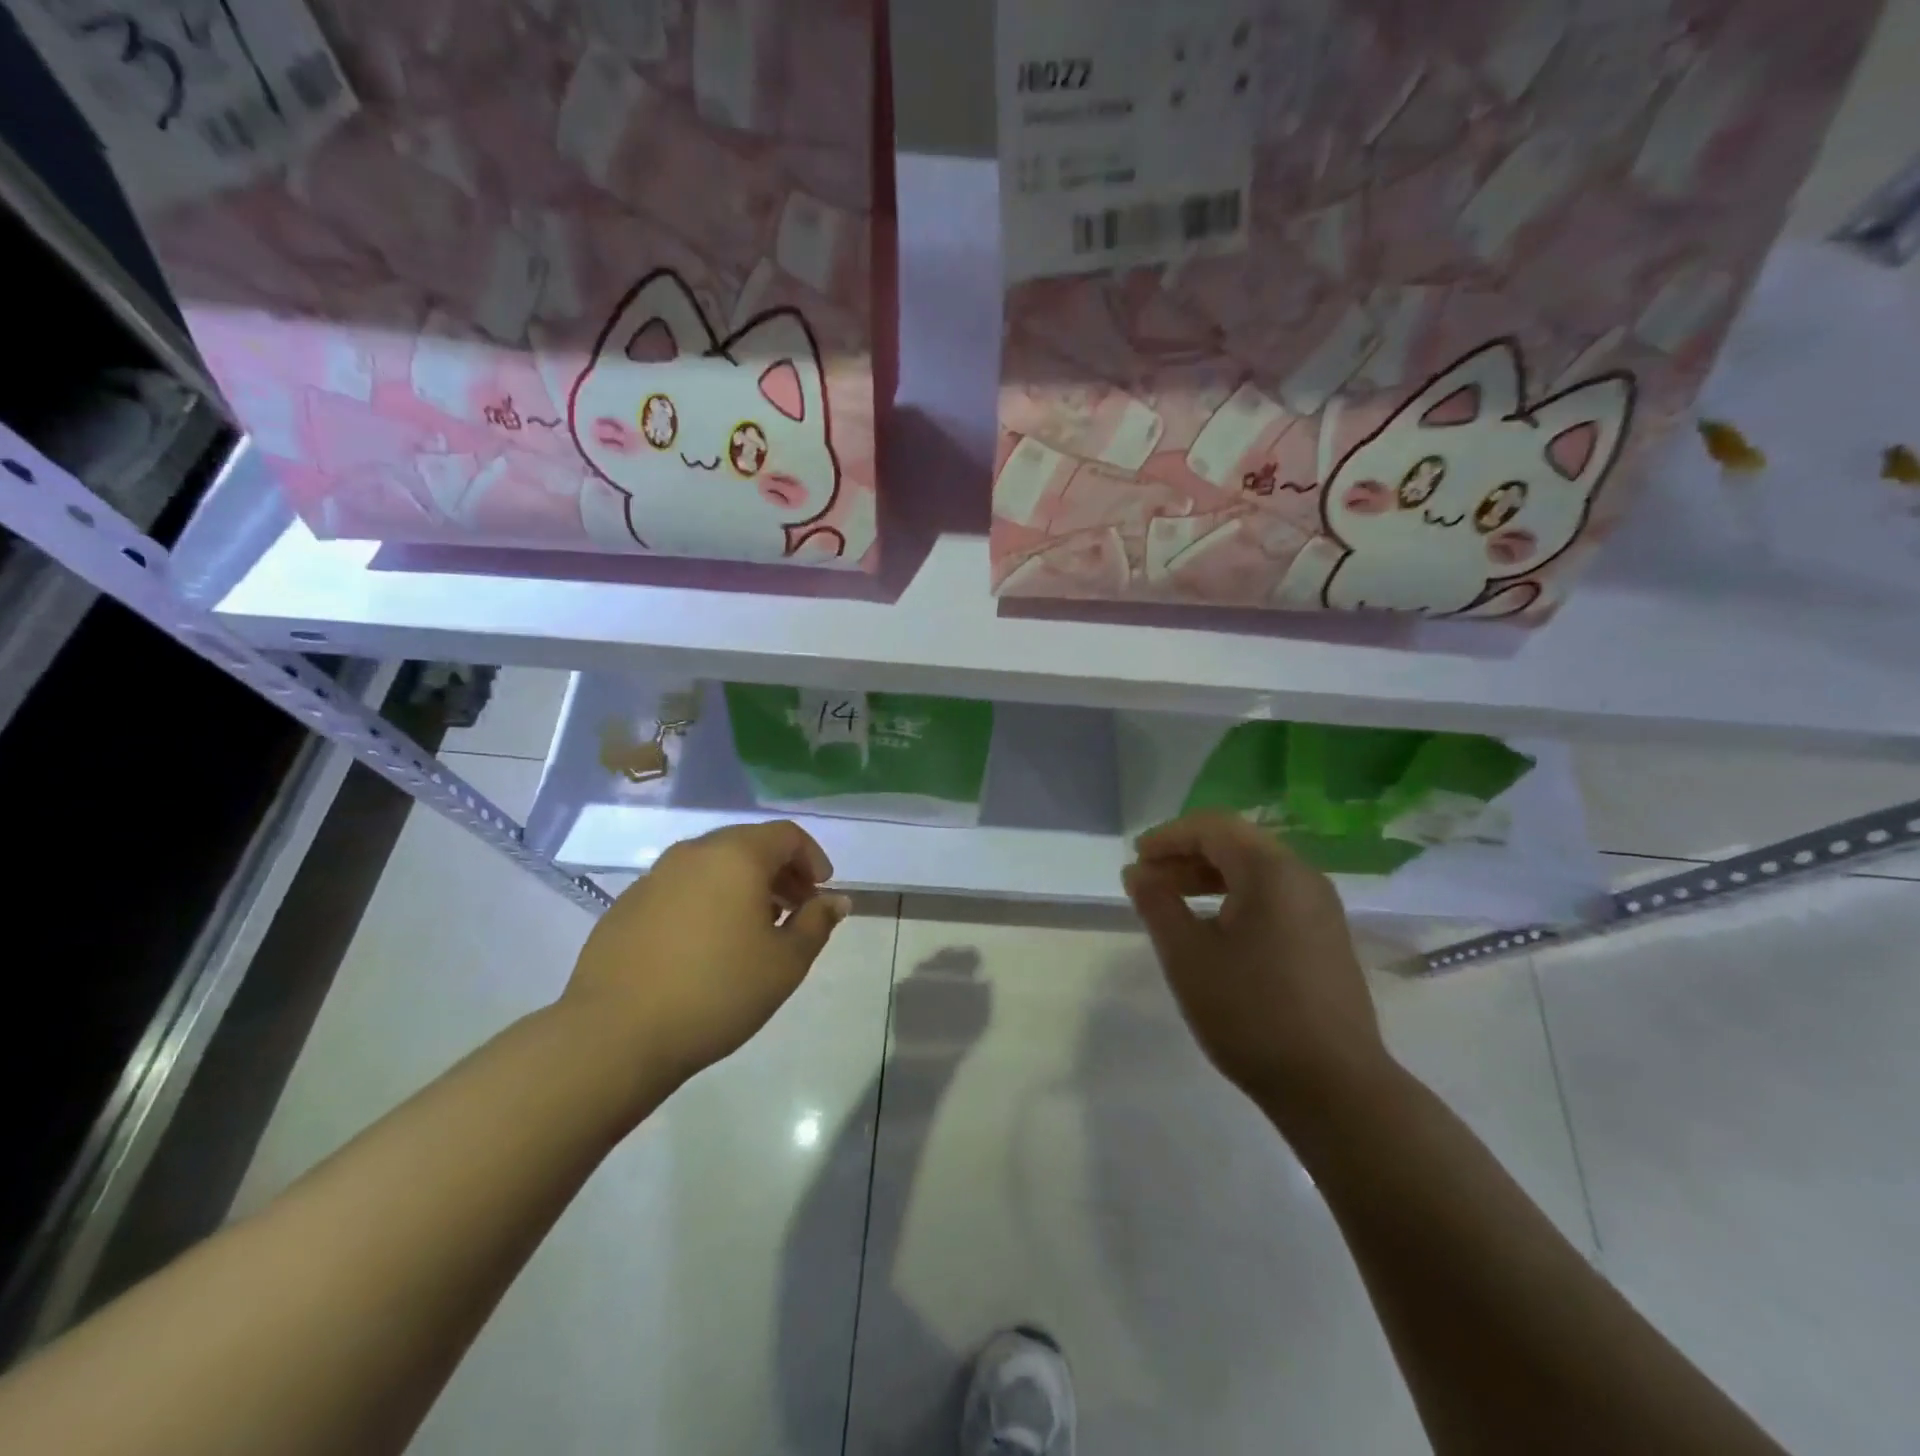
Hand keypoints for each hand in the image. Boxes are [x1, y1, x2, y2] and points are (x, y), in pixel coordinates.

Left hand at [564, 821, 851, 1102]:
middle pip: (748, 844)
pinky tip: (704, 946)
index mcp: (736, 856)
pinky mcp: (626, 905)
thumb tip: (836, 899)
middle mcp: (693, 853)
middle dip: (778, 871)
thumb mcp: (786, 963)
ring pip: (711, 866)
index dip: (812, 858)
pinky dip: (705, 901)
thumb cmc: (718, 991)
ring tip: (752, 930)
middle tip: (793, 910)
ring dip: (741, 886)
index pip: (786, 835)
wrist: (615, 1034)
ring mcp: (653, 877)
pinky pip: (680, 888)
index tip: (821, 892)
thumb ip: (817, 923)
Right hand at [1122, 811, 1389, 1120]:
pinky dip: (1236, 898)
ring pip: (1256, 871)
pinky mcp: (1326, 937)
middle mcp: (1303, 877)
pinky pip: (1274, 896)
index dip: (1169, 837)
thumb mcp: (1187, 956)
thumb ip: (1157, 905)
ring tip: (1171, 902)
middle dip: (1186, 855)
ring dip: (1209, 877)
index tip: (1136, 859)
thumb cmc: (1250, 1013)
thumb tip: (1137, 872)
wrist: (1334, 1087)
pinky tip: (1212, 928)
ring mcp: (1321, 908)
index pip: (1213, 827)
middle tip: (1148, 881)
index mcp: (1272, 871)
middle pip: (1236, 843)